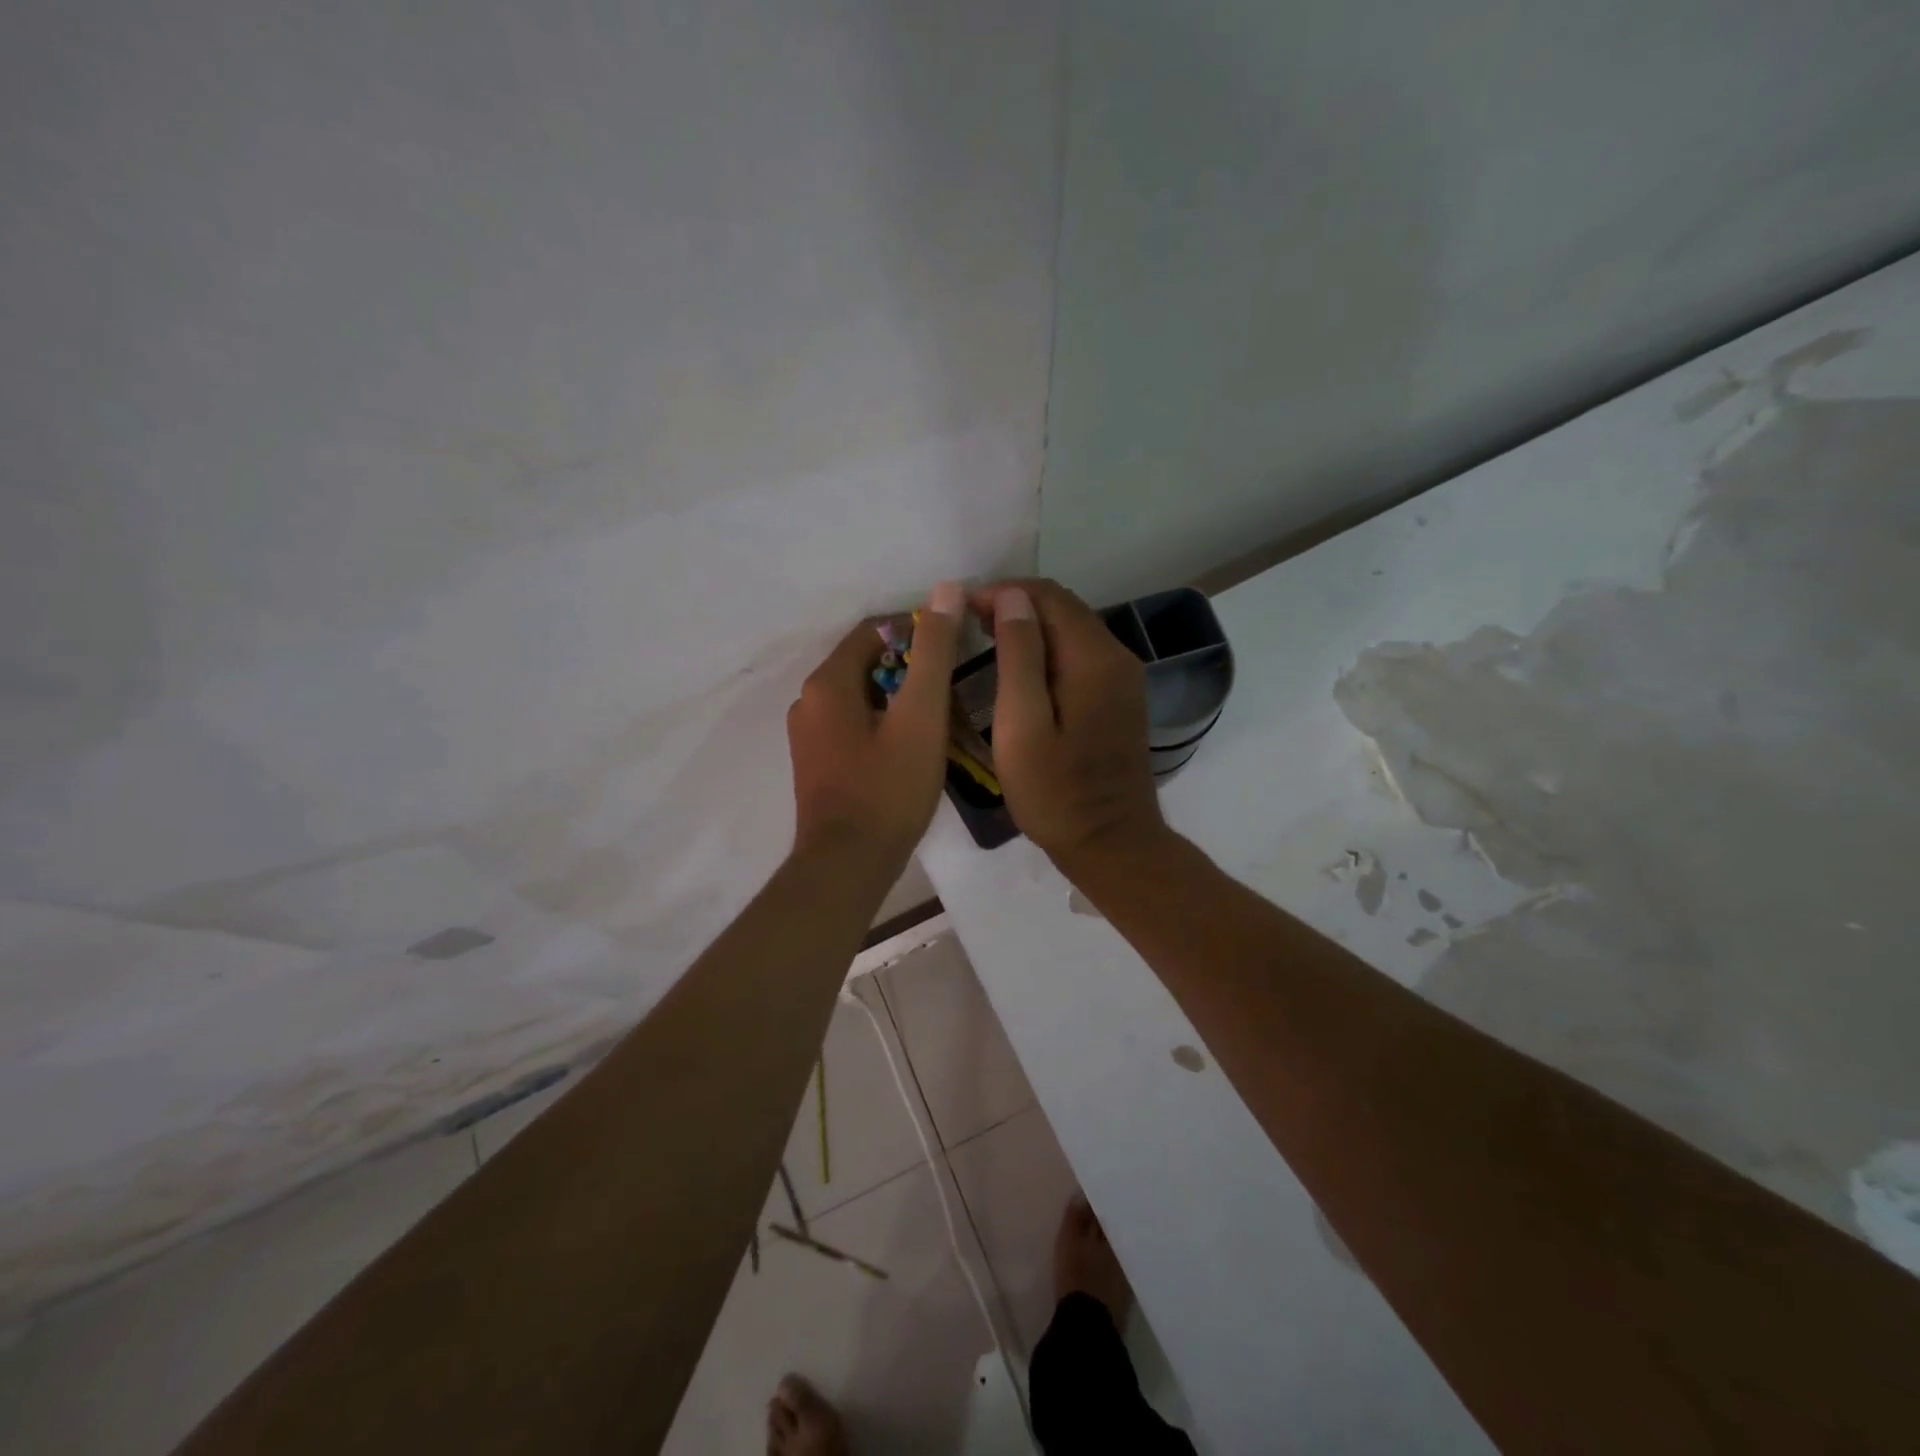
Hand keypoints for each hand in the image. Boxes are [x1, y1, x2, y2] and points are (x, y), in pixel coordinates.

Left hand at [786, 581, 964, 865]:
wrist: (848, 864)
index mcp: (827, 682)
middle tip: (951, 686)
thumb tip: (945, 590)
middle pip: (865, 663)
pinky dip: (882, 722)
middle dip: (909, 666)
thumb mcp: (921, 717)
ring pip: (860, 696)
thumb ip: (933, 652)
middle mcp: (808, 701)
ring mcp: (808, 735)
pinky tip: (911, 745)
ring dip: (897, 697)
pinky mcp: (816, 762)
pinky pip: (852, 724)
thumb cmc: (889, 789)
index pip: (873, 631)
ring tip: (938, 716)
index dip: (915, 630)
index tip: (953, 645)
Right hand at [971, 579, 1167, 871]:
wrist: (1111, 844)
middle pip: (1063, 608)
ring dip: (1029, 628)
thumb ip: (1018, 655)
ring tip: (983, 641)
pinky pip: (1079, 655)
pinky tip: (1018, 670)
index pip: (1047, 597)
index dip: (1002, 592)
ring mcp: (1122, 678)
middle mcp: (1116, 656)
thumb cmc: (1056, 793)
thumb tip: (1011, 597)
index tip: (961, 608)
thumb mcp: (1022, 725)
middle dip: (1014, 606)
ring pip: (1071, 630)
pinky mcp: (1119, 698)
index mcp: (1094, 658)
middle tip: (967, 624)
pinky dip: (1046, 650)